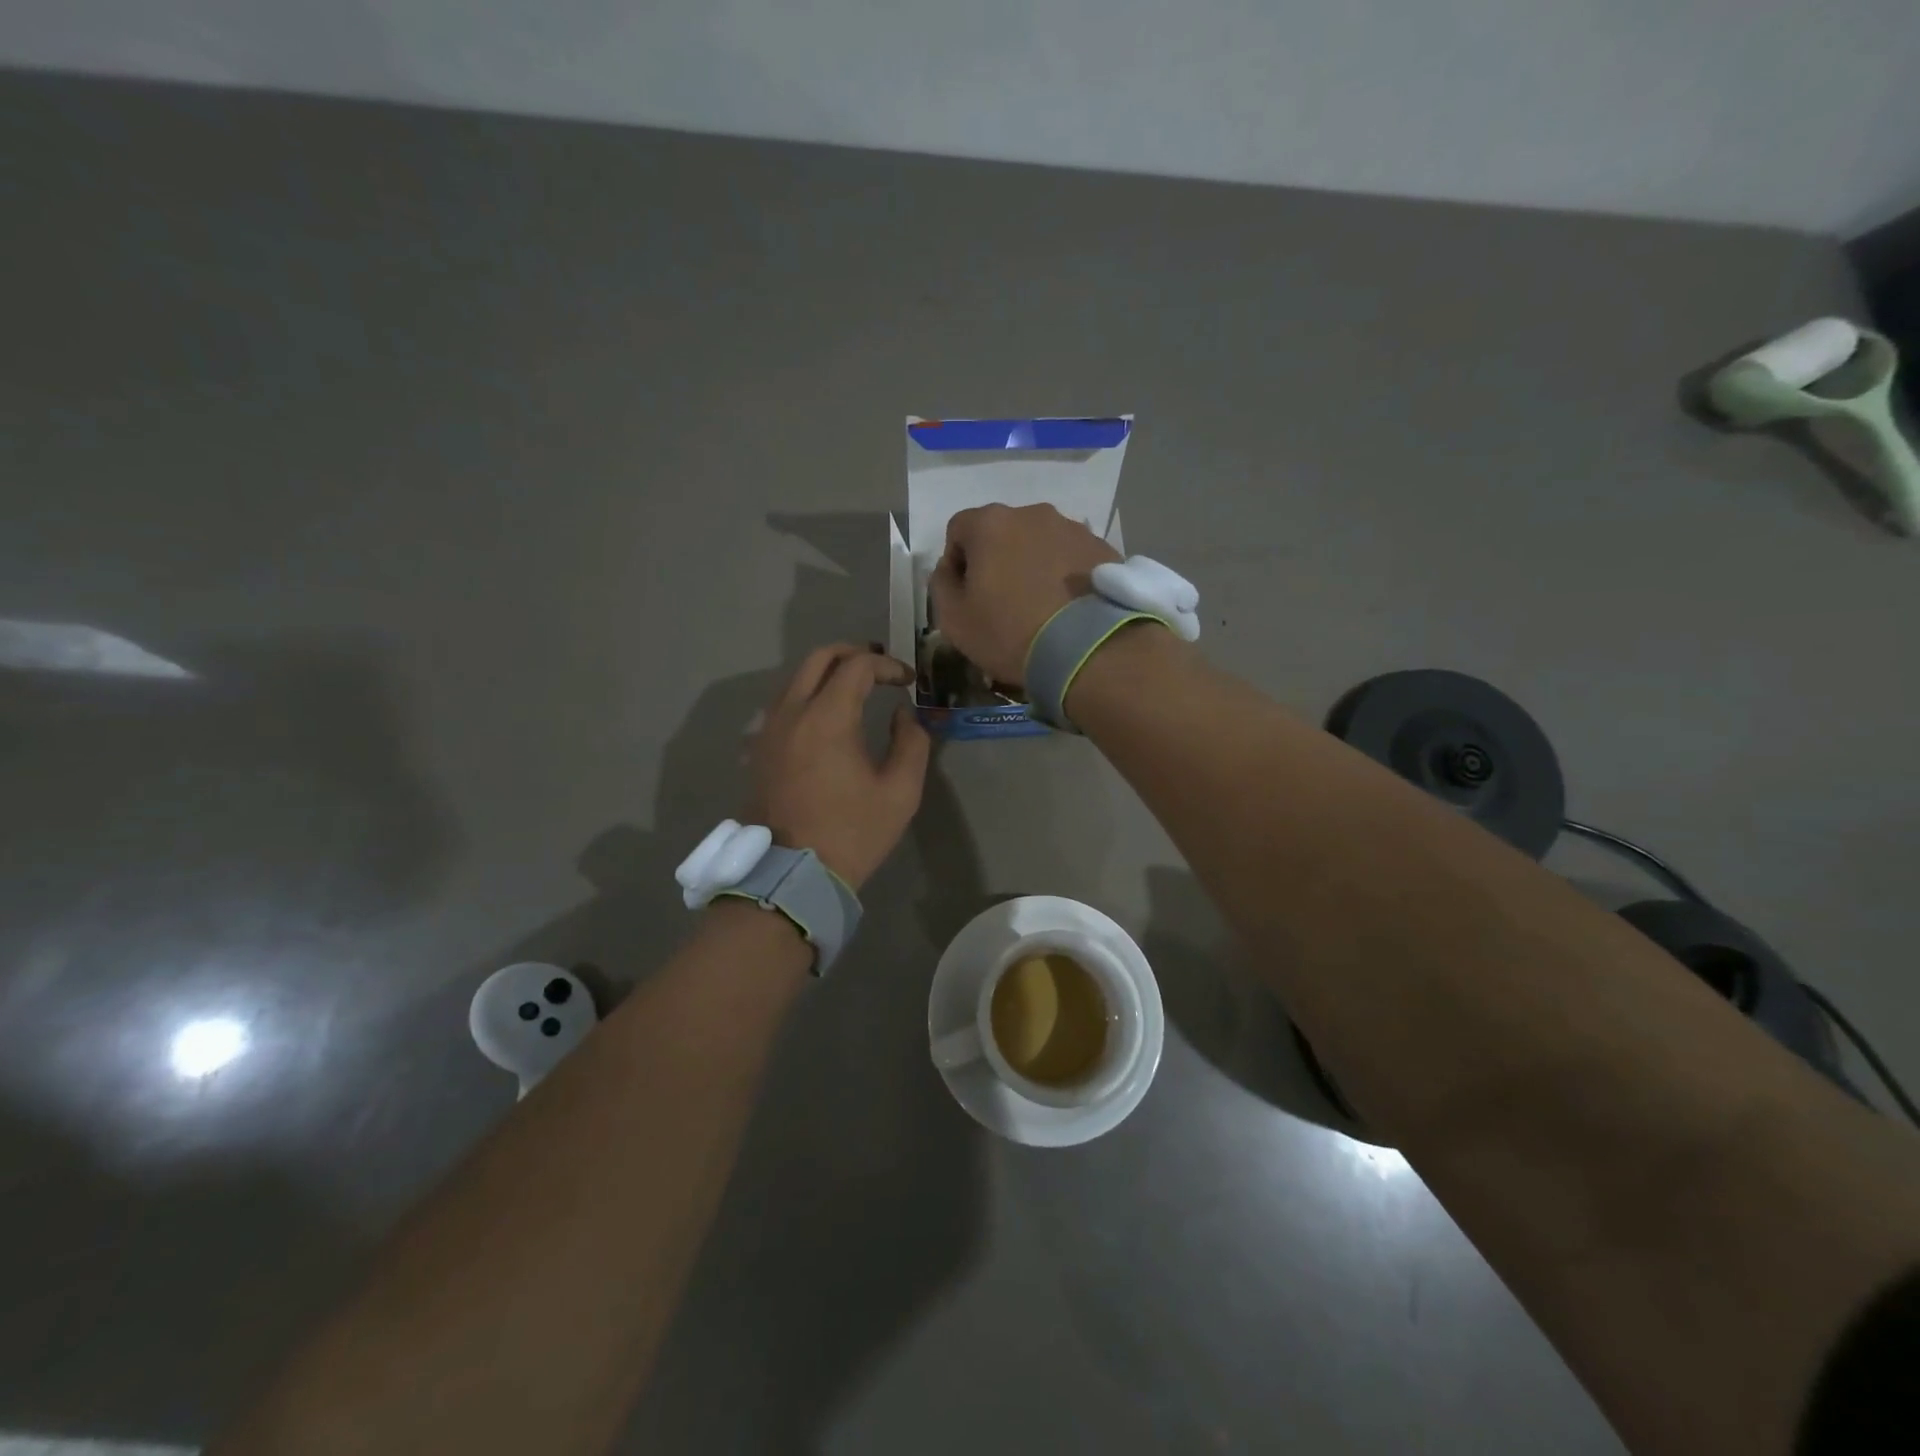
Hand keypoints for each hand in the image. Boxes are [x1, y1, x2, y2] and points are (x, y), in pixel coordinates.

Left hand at [747, 644, 930, 890]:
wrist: (792, 873)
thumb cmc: (852, 833)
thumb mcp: (900, 792)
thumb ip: (911, 742)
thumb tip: (902, 714)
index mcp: (827, 718)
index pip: (858, 666)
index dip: (888, 665)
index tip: (907, 681)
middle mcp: (792, 712)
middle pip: (819, 657)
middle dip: (854, 654)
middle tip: (881, 669)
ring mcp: (769, 729)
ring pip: (796, 677)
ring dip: (828, 672)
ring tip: (856, 687)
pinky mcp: (759, 748)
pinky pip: (782, 703)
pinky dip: (807, 694)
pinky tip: (826, 716)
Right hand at [929, 504, 1120, 685]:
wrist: (1088, 650)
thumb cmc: (1009, 633)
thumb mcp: (954, 620)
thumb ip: (940, 585)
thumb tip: (948, 569)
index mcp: (990, 524)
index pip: (959, 530)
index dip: (956, 562)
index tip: (966, 595)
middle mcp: (1032, 513)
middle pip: (1002, 533)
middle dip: (998, 560)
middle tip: (1003, 602)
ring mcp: (1073, 528)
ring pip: (1040, 543)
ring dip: (1033, 565)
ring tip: (1040, 606)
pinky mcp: (1103, 548)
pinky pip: (1071, 557)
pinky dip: (1064, 575)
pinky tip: (1067, 608)